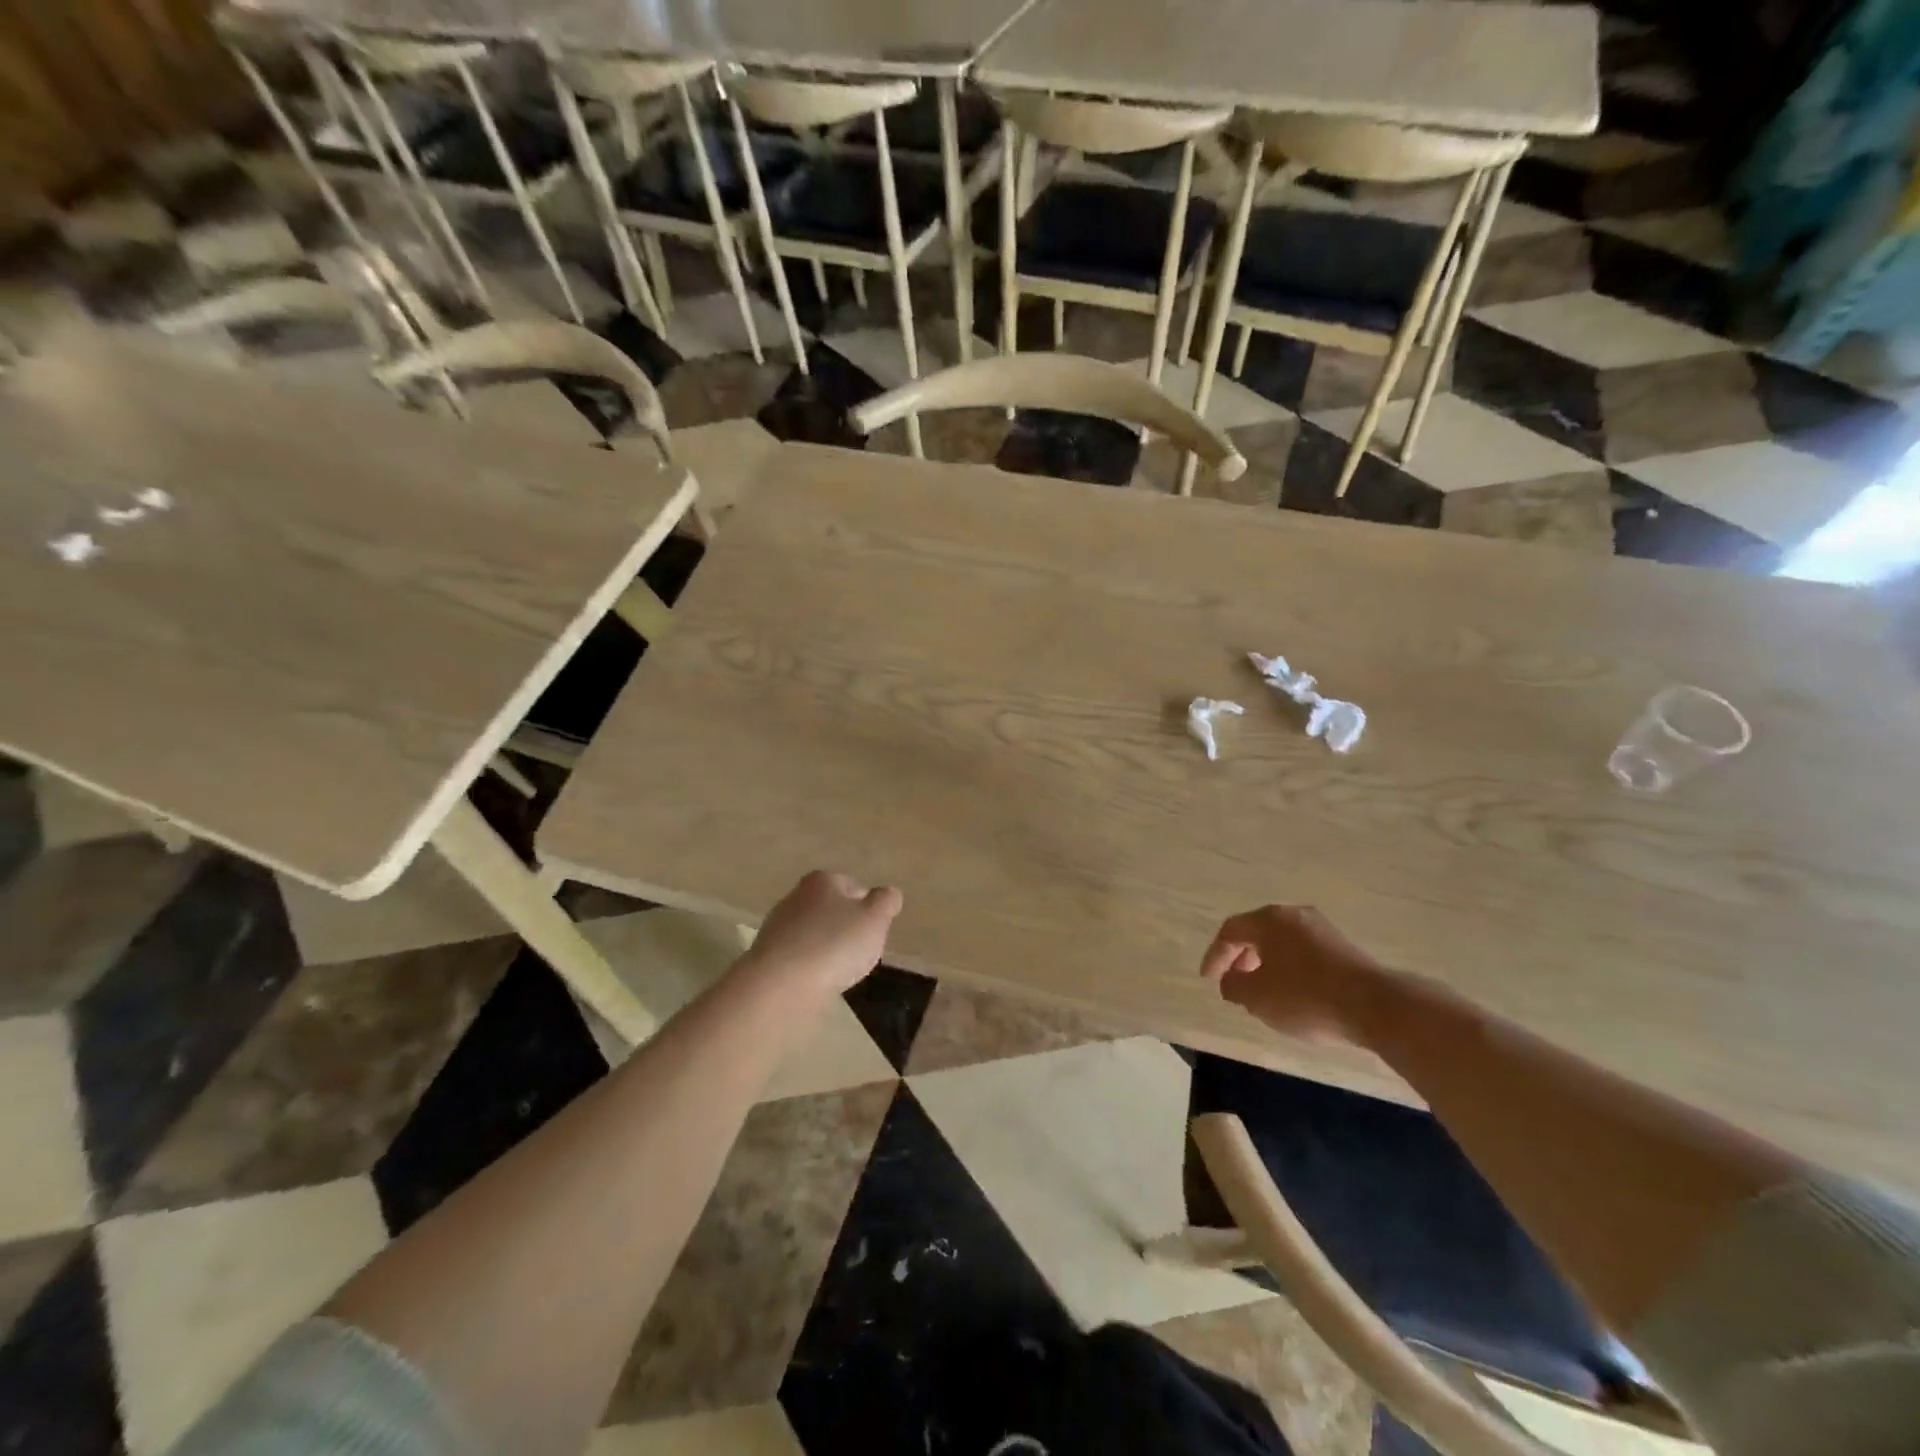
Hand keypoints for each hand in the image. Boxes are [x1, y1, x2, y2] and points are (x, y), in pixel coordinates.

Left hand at [742, 870, 903, 997]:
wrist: (780, 985)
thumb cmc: (834, 944)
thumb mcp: (874, 919)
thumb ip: (886, 901)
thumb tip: (889, 893)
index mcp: (823, 880)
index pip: (854, 886)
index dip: (868, 907)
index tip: (875, 930)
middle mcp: (796, 896)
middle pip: (831, 909)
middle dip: (846, 926)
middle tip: (861, 950)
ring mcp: (777, 926)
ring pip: (813, 932)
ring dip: (827, 947)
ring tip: (840, 970)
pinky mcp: (767, 956)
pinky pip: (799, 956)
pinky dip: (810, 965)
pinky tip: (818, 981)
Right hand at [1199, 904, 1387, 1047]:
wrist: (1374, 1007)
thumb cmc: (1305, 997)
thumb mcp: (1256, 997)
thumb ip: (1234, 986)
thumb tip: (1231, 981)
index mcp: (1268, 920)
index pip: (1230, 931)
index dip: (1215, 955)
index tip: (1209, 979)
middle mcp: (1294, 915)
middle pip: (1257, 933)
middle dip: (1241, 958)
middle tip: (1235, 983)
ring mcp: (1322, 929)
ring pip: (1282, 943)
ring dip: (1266, 964)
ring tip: (1263, 992)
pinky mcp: (1343, 947)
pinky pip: (1304, 953)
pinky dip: (1290, 969)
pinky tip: (1294, 993)